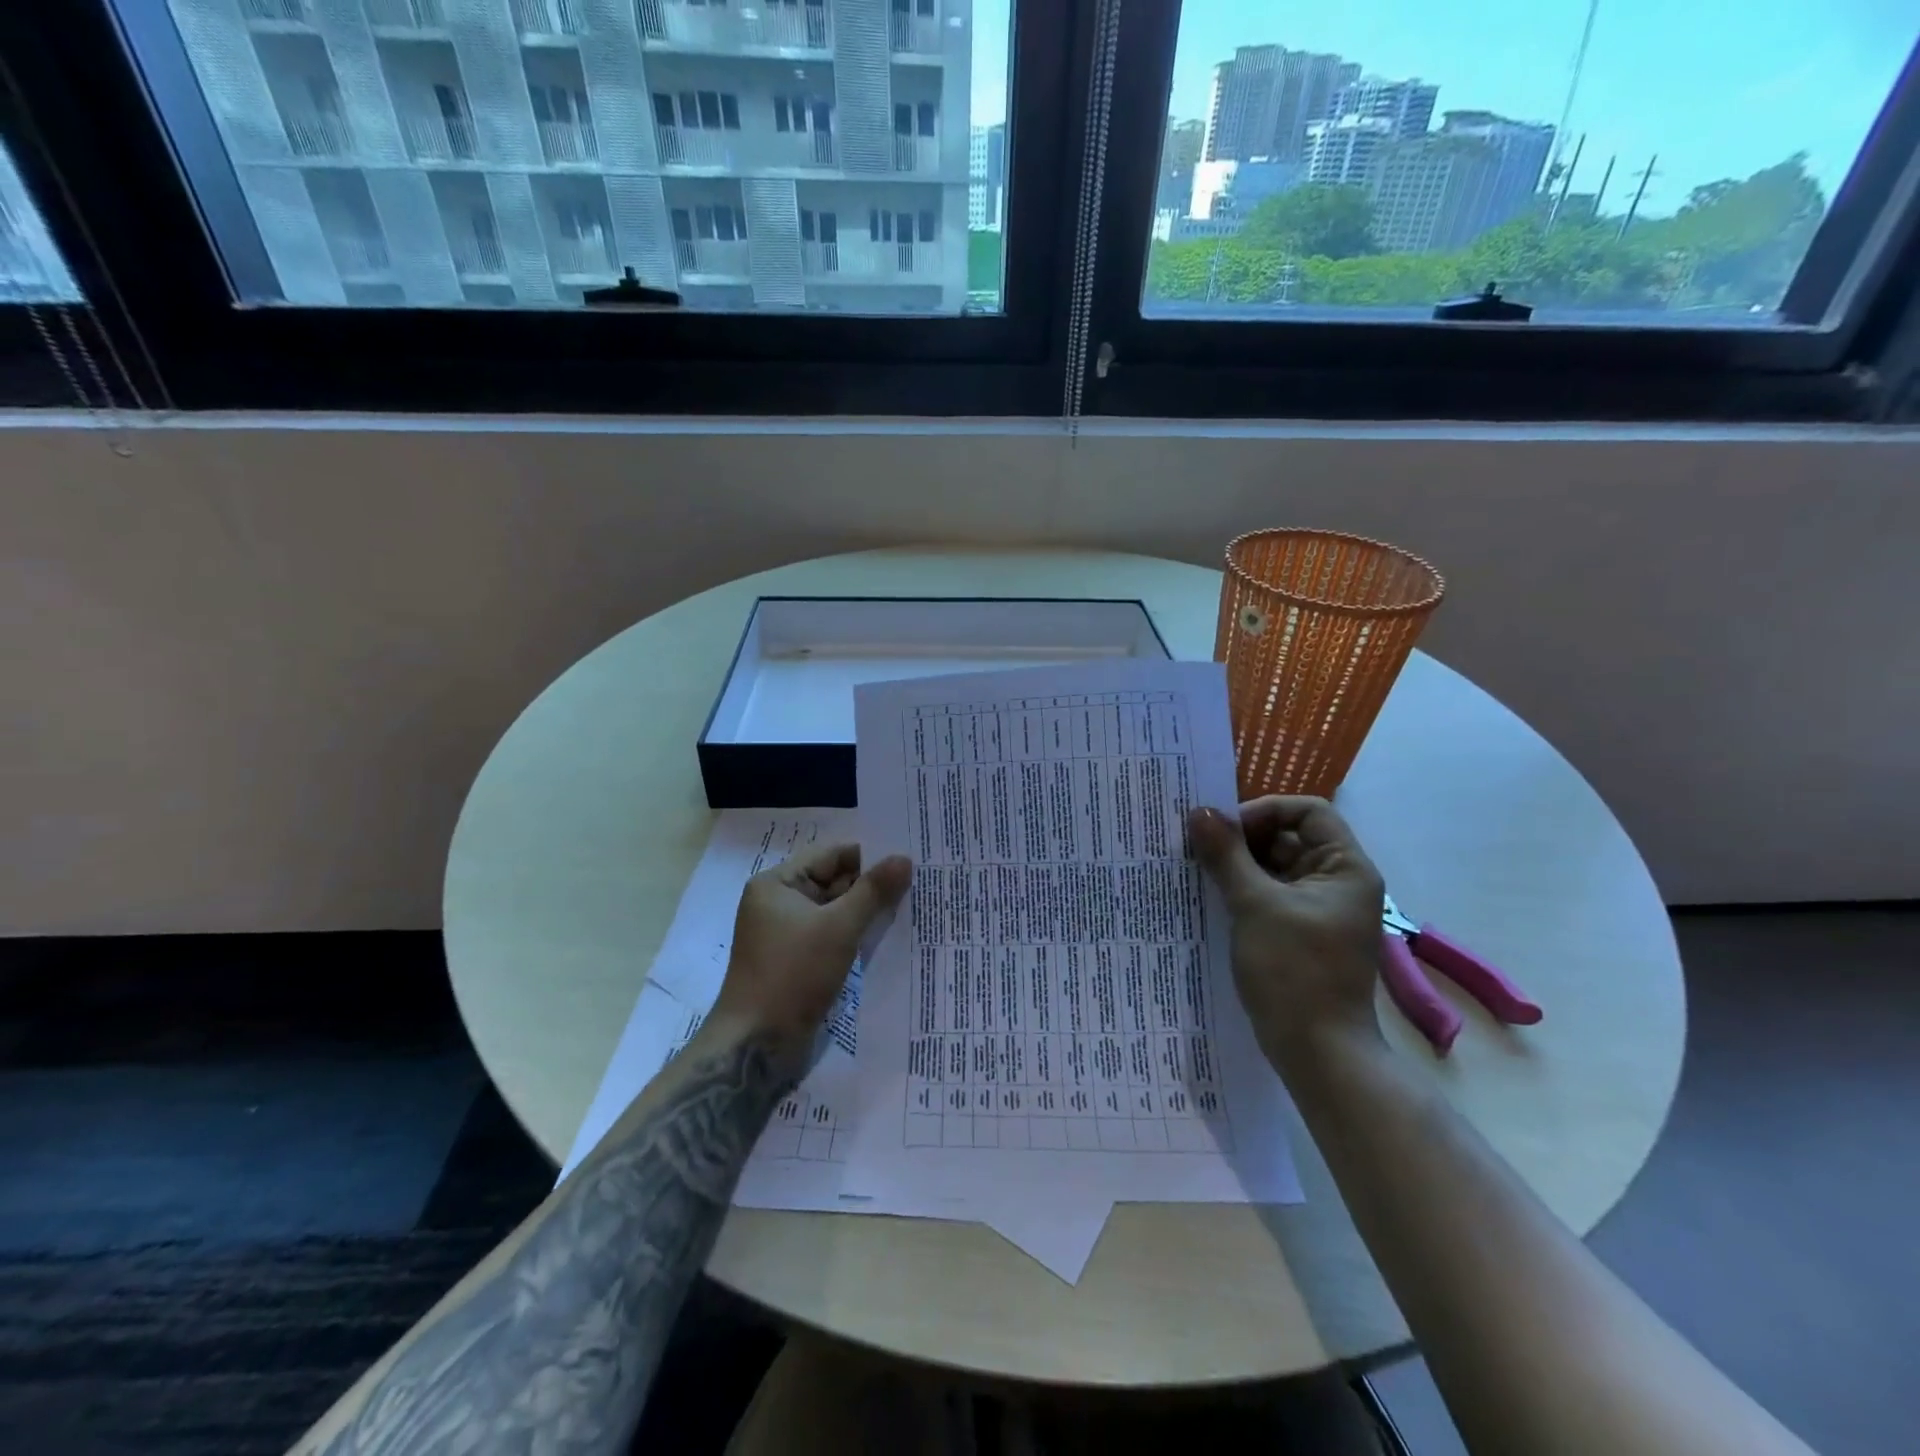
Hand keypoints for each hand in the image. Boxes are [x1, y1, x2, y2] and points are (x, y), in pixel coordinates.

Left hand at [709, 843, 912, 1062]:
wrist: (756, 1045)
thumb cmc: (793, 974)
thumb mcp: (839, 928)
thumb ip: (873, 891)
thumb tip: (904, 858)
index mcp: (776, 884)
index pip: (830, 856)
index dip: (869, 856)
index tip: (908, 857)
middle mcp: (778, 903)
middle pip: (833, 882)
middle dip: (871, 884)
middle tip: (918, 880)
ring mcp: (787, 935)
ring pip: (835, 911)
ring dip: (866, 911)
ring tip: (912, 905)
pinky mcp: (797, 962)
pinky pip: (832, 936)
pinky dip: (855, 934)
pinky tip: (888, 936)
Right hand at [1188, 796, 1385, 1066]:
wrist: (1317, 1053)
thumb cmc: (1293, 971)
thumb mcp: (1254, 905)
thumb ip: (1227, 855)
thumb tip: (1199, 811)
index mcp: (1345, 868)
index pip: (1308, 812)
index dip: (1265, 811)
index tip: (1224, 830)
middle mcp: (1337, 882)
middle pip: (1289, 837)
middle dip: (1243, 838)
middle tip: (1197, 846)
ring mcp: (1319, 910)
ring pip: (1275, 868)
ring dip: (1237, 865)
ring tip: (1196, 869)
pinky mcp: (1300, 933)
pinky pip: (1270, 896)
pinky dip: (1242, 890)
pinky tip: (1208, 896)